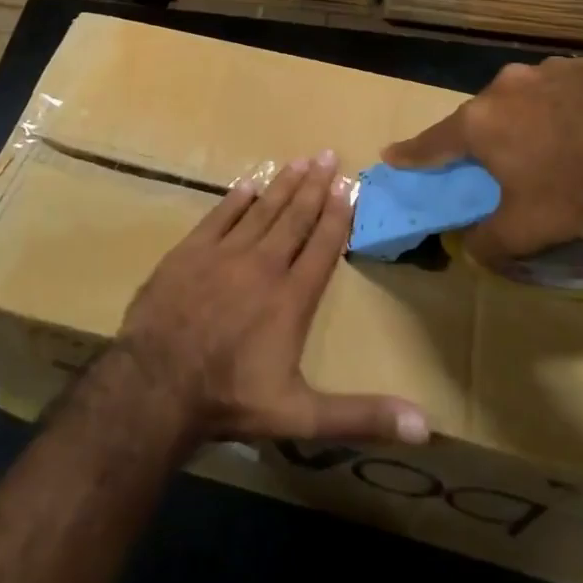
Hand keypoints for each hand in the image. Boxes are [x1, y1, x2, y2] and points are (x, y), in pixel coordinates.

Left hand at [118, 150, 429, 448]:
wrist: (156, 384)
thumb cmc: (231, 399)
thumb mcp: (302, 416)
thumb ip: (361, 415)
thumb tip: (425, 427)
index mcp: (291, 298)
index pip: (322, 246)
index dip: (338, 215)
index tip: (349, 185)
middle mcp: (263, 266)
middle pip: (294, 218)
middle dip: (314, 186)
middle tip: (328, 155)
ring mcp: (223, 254)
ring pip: (261, 210)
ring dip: (282, 184)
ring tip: (299, 160)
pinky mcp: (189, 252)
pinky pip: (219, 216)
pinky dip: (236, 199)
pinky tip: (248, 184)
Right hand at [382, 55, 582, 264]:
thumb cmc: (575, 189)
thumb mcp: (525, 231)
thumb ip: (487, 243)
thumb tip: (470, 250)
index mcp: (480, 123)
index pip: (432, 142)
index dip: (411, 154)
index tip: (391, 154)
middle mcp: (507, 87)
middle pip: (483, 115)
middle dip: (486, 136)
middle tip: (499, 160)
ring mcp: (551, 69)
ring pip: (528, 96)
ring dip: (532, 116)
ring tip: (558, 144)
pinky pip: (572, 86)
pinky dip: (573, 104)